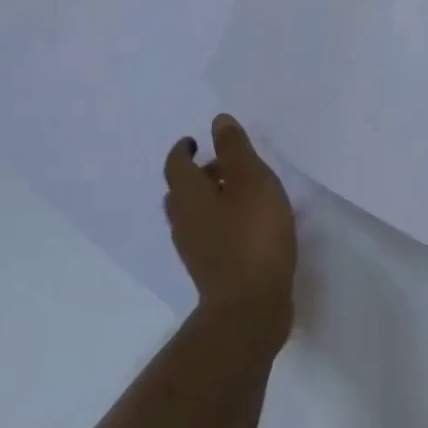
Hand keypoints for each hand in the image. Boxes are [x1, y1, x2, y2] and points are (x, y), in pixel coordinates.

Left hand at [164, 115, 296, 336]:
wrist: (250, 306)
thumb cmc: (252, 234)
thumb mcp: (251, 180)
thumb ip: (235, 149)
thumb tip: (217, 121)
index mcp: (188, 195)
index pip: (176, 164)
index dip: (183, 149)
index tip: (195, 141)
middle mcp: (183, 221)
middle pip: (181, 191)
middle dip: (198, 174)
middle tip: (223, 165)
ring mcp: (194, 249)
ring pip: (193, 215)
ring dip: (209, 199)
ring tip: (240, 193)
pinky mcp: (210, 270)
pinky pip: (208, 235)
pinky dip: (220, 222)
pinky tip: (247, 226)